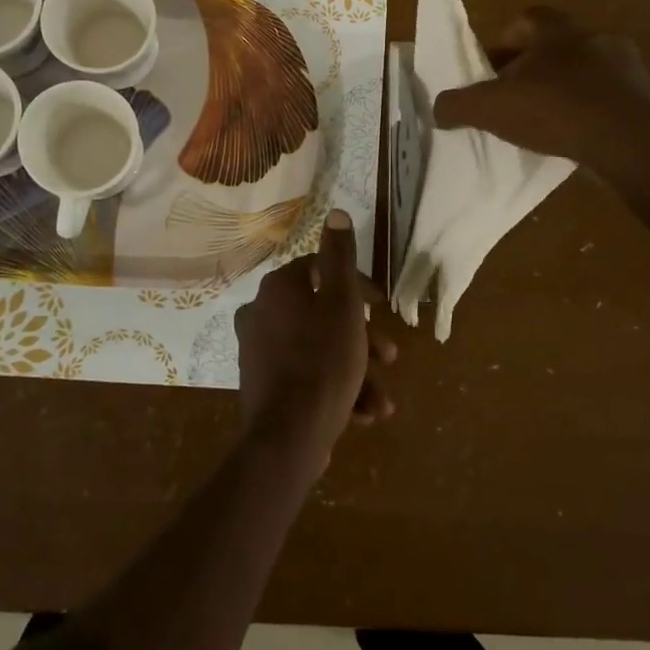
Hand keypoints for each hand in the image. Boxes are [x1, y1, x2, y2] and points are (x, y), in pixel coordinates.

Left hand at [235, 210, 395, 469]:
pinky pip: (306, 376)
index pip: (323, 270)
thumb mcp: (343, 303)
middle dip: (363, 338)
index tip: (383, 308)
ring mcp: (258, 350)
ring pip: (320, 350)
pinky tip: (362, 413)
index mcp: (279, 287)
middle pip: (323, 314)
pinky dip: (335, 388)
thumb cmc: (324, 360)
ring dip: (356, 371)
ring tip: (381, 401)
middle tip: (390, 357)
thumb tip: (335, 212)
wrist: (288, 437)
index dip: (359, 287)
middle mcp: (261, 312)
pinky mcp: (263, 384)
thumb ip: (341, 257)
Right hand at [432, 6, 649, 189]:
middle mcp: (595, 38)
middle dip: (530, 69)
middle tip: (511, 99)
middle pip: (554, 46)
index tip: (490, 70)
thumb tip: (438, 108)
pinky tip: (575, 139)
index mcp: (557, 30)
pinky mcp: (645, 98)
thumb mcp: (492, 108)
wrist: (635, 142)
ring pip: (583, 73)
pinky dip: (587, 113)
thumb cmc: (557, 110)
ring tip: (542, 124)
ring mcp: (626, 68)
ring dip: (561, 91)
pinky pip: (606, 99)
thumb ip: (459, 105)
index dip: (503, 42)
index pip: (525, 19)